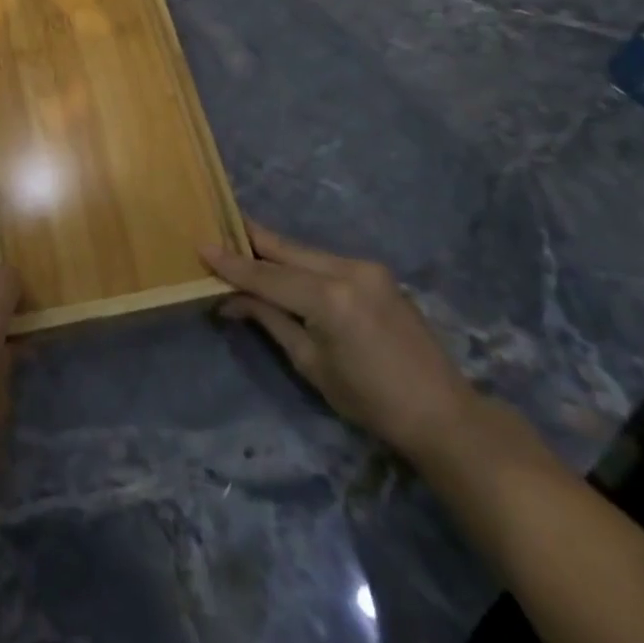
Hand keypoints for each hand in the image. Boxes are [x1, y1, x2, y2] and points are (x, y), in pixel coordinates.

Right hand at [204, 223, 478, 464]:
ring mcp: (366, 267)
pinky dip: (299, 262)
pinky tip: (281, 266)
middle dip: (251, 241)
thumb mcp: (311, 364)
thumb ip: (270, 320)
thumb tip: (230, 299)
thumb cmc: (370, 401)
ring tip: (242, 248)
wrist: (441, 412)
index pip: (267, 275)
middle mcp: (347, 270)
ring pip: (305, 252)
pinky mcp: (375, 272)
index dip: (232, 264)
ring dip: (274, 252)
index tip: (202, 247)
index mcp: (330, 298)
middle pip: (286, 249)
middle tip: (217, 230)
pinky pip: (325, 261)